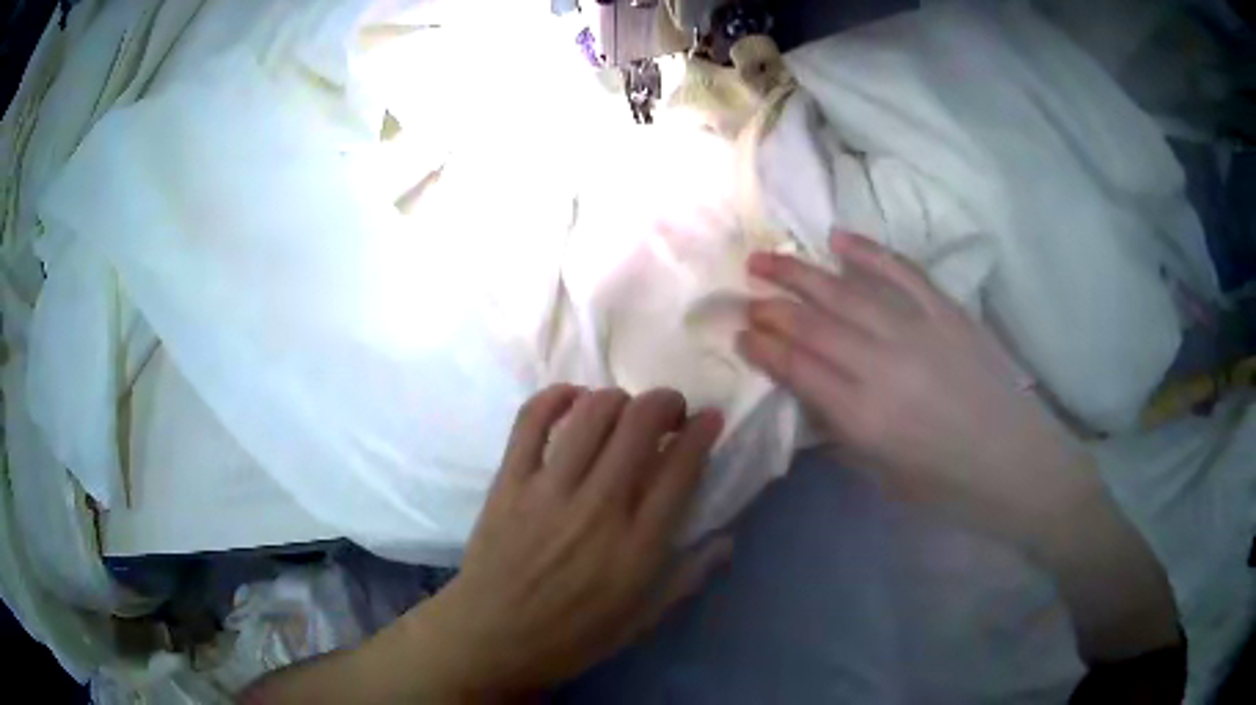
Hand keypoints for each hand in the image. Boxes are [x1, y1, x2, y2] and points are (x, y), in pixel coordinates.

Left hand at [399, 386, 728, 695]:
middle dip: (665, 402)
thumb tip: (728, 539)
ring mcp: (548, 490)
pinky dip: (556, 397)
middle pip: (640, 424)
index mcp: (638, 546)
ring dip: (618, 398)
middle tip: (669, 412)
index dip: (702, 431)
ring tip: (623, 411)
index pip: (682, 467)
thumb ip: (688, 578)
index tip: (709, 419)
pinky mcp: (509, 482)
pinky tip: (572, 399)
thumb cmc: (572, 636)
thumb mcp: (642, 621)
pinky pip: (531, 420)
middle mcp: (598, 508)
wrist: (492, 638)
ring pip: (592, 413)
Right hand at [738, 232, 1092, 542]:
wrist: (1016, 464)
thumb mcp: (881, 474)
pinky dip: (868, 253)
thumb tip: (809, 394)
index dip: (763, 347)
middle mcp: (884, 365)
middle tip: (744, 292)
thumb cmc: (947, 484)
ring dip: (801, 273)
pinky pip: (901, 272)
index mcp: (864, 416)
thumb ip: (840, 429)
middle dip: (772, 306)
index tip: (741, 333)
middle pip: (814, 324)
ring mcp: (918, 330)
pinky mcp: (947, 312)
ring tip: (767, 258)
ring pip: (846, 292)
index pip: (797, 367)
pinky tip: (839, 239)